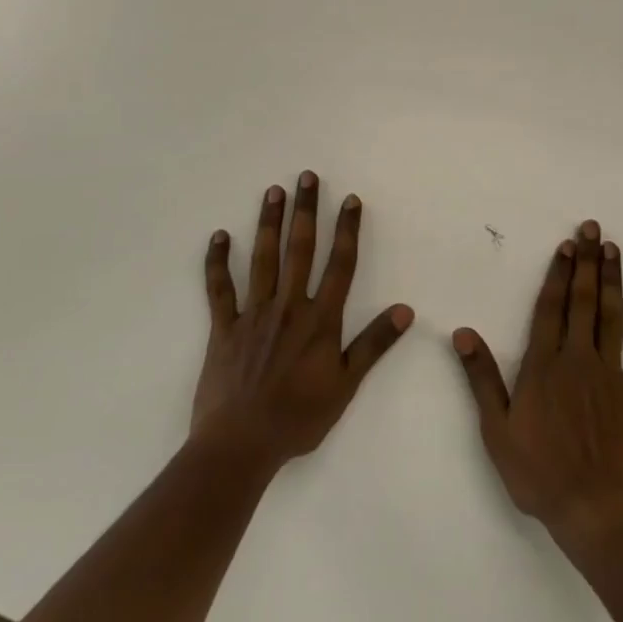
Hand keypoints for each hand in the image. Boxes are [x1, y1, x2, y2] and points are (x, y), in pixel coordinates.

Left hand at [192, 173, 413, 471]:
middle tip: (306, 176)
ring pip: (263, 259)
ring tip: (273, 191)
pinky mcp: (223, 327)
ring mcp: (253, 314)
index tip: (350, 199)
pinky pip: (219, 288)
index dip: (347, 230)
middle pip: (300, 249)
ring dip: (269, 223)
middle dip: (305, 211)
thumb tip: (405, 310)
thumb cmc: (298, 418)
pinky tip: (219, 236)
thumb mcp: (346, 385)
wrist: (241, 444)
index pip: (339, 265)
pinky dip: (217, 261)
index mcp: (320, 320)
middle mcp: (288, 306)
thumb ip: (374, 344)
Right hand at [453, 219, 622, 545]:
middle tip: (593, 228)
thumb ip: (481, 377)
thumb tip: (463, 333)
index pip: (551, 308)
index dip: (558, 273)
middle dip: (587, 262)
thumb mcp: (496, 429)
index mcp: (544, 366)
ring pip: (613, 317)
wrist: (593, 512)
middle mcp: (579, 359)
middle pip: (583, 301)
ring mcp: (613, 375)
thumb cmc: (538, 473)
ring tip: (615, 249)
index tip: (567, 245)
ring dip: (614, 281)